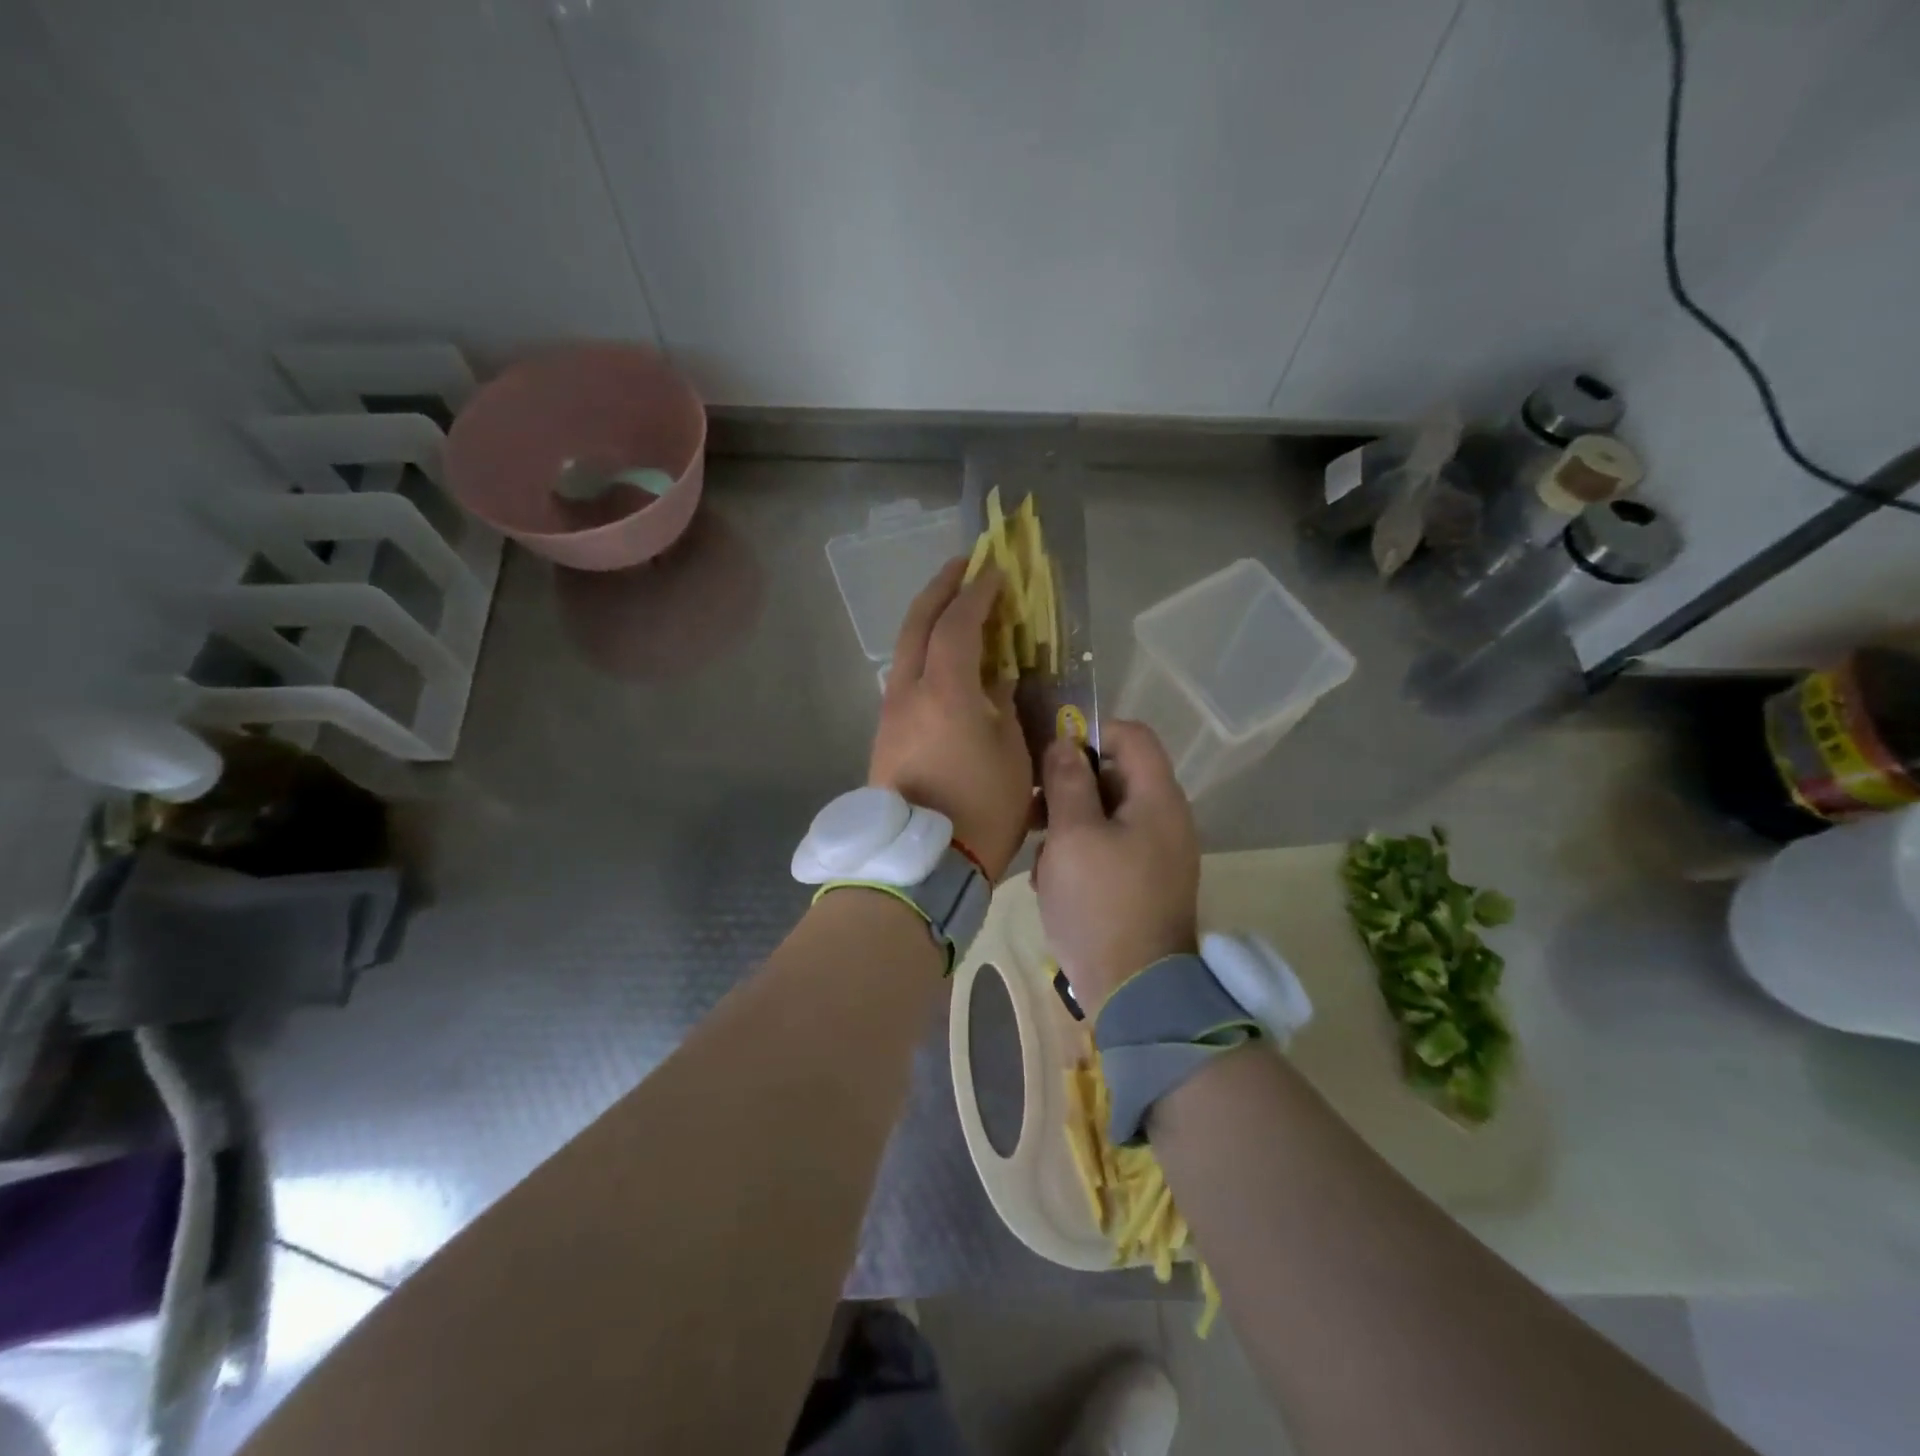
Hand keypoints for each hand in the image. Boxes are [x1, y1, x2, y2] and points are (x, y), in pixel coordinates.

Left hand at [870, 559, 1032, 879]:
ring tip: (955, 608)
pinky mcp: (885, 733)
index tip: (996, 570)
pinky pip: (904, 675)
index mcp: (945, 691)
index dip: (979, 592)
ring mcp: (890, 712)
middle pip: (918, 623)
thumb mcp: (1012, 754)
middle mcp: (908, 691)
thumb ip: (1003, 705)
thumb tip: (995, 678)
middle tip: (964, 565)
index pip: (959, 624)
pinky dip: (925, 652)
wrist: (921, 864)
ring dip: (929, 620)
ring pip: (905, 649)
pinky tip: (944, 659)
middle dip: (941, 588)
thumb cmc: (980, 809)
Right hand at [1036, 721, 1199, 1012]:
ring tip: (1040, 855)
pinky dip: (1081, 854)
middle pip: (1115, 776)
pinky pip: (1110, 848)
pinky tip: (1054, 882)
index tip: (1050, 755)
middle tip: (1032, 808)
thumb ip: (1067, 782)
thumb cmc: (1101, 904)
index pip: (1132, 735)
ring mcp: (1157, 853)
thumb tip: (1064, 743)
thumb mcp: (1073, 835)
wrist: (1135, 991)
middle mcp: (1165, 819)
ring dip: (1069, 826)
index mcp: (1157, 799)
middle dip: (1070, 787)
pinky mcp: (1144, 882)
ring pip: (1106, 815)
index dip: (1090, 733)